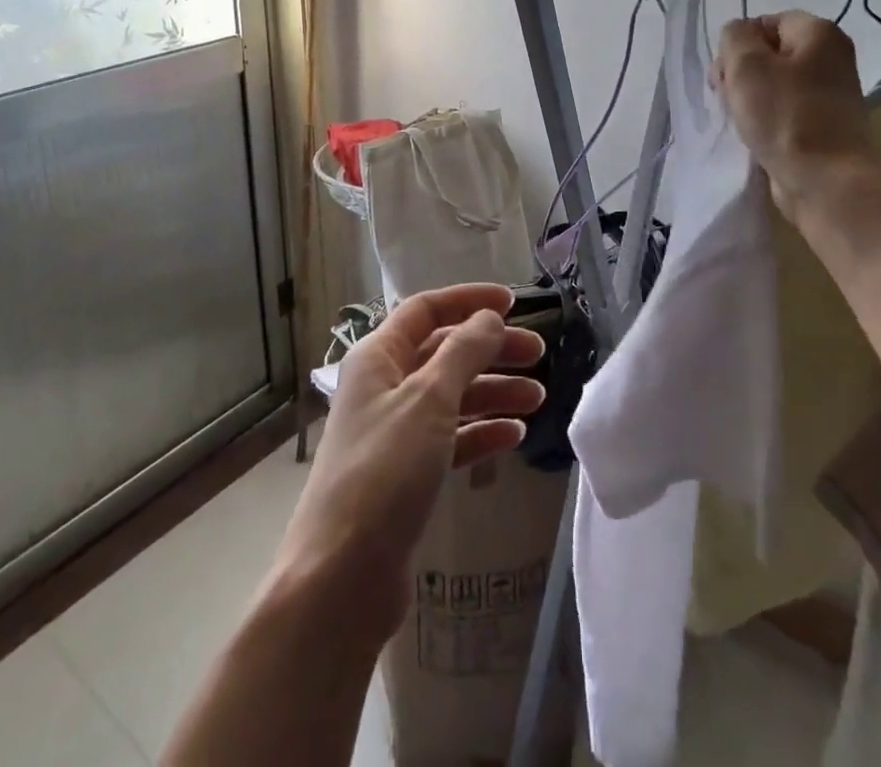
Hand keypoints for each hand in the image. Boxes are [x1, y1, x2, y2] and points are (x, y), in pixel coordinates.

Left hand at [272, 283, 545, 649]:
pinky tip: (514, 436)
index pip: (426, 310)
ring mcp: (395, 432)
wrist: (341, 579)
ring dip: (493, 392)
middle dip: (491, 349)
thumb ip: (463, 352)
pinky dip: (482, 432)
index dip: (469, 301)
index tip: (513, 303)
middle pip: (445, 352)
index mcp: (378, 357)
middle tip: (539, 354)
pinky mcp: (406, 474)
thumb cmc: (384, 472)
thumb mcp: (429, 400)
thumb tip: (489, 317)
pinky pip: (451, 438)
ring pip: (452, 396)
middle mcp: (384, 386)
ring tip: (538, 398)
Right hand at [712, 10, 878, 205]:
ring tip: (740, 120)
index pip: (764, 23)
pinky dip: (766, 119)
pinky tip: (755, 135)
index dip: (737, 45)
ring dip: (749, 99)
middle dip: (740, 73)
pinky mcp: (824, 125)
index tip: (725, 74)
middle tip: (727, 98)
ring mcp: (830, 93)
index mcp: (819, 33)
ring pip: (773, 84)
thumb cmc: (785, 116)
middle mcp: (831, 58)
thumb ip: (734, 37)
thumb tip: (738, 37)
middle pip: (768, 53)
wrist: (826, 181)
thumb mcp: (746, 64)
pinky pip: (784, 110)